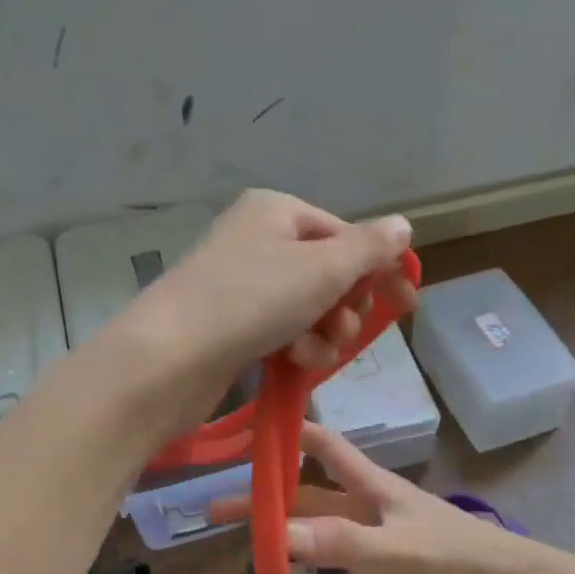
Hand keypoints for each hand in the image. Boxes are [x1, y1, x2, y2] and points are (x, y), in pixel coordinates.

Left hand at [109, 190, 416, 432]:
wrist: (169, 358)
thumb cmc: (251, 300)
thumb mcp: (321, 269)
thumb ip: (368, 248)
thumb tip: (402, 226)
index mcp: (276, 211)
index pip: (345, 234)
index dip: (378, 269)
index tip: (406, 304)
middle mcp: (257, 239)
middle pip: (328, 273)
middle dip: (344, 307)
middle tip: (342, 328)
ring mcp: (240, 283)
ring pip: (308, 308)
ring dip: (323, 334)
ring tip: (311, 352)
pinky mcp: (230, 324)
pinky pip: (282, 331)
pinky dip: (296, 347)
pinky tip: (292, 362)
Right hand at [272, 424, 574, 573]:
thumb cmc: (460, 565)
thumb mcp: (396, 553)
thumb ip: (339, 542)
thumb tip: (275, 532)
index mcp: (374, 488)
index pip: (324, 445)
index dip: (286, 433)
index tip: (242, 434)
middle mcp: (372, 508)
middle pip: (310, 496)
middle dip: (267, 502)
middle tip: (215, 516)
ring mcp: (383, 542)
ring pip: (323, 534)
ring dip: (289, 541)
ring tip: (249, 559)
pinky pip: (344, 569)